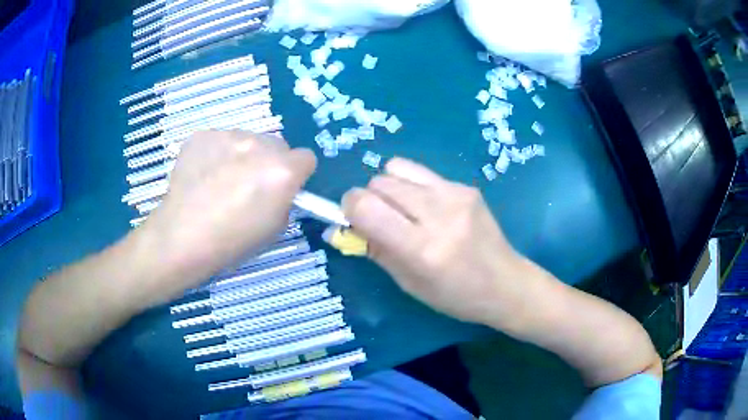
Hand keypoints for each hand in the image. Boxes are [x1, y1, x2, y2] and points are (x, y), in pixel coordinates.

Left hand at [142, 130, 315, 290]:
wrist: (181, 237)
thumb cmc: (231, 242)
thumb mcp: (274, 229)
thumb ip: (284, 200)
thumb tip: (279, 189)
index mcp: (282, 171)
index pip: (306, 158)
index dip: (297, 174)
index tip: (284, 187)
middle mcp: (259, 144)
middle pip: (276, 145)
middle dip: (269, 162)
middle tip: (249, 185)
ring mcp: (228, 135)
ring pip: (246, 140)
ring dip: (242, 156)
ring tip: (219, 181)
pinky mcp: (203, 135)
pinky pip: (219, 141)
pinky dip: (216, 154)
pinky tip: (202, 176)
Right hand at [342, 157, 529, 326]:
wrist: (506, 283)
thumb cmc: (455, 296)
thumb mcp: (409, 284)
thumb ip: (374, 250)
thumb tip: (338, 228)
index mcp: (421, 249)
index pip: (365, 206)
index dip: (349, 208)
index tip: (352, 220)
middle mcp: (438, 214)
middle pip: (379, 183)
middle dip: (368, 198)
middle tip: (381, 220)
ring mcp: (455, 194)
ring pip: (396, 168)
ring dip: (389, 187)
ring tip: (403, 210)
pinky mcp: (466, 186)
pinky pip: (421, 173)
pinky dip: (412, 187)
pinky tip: (428, 208)